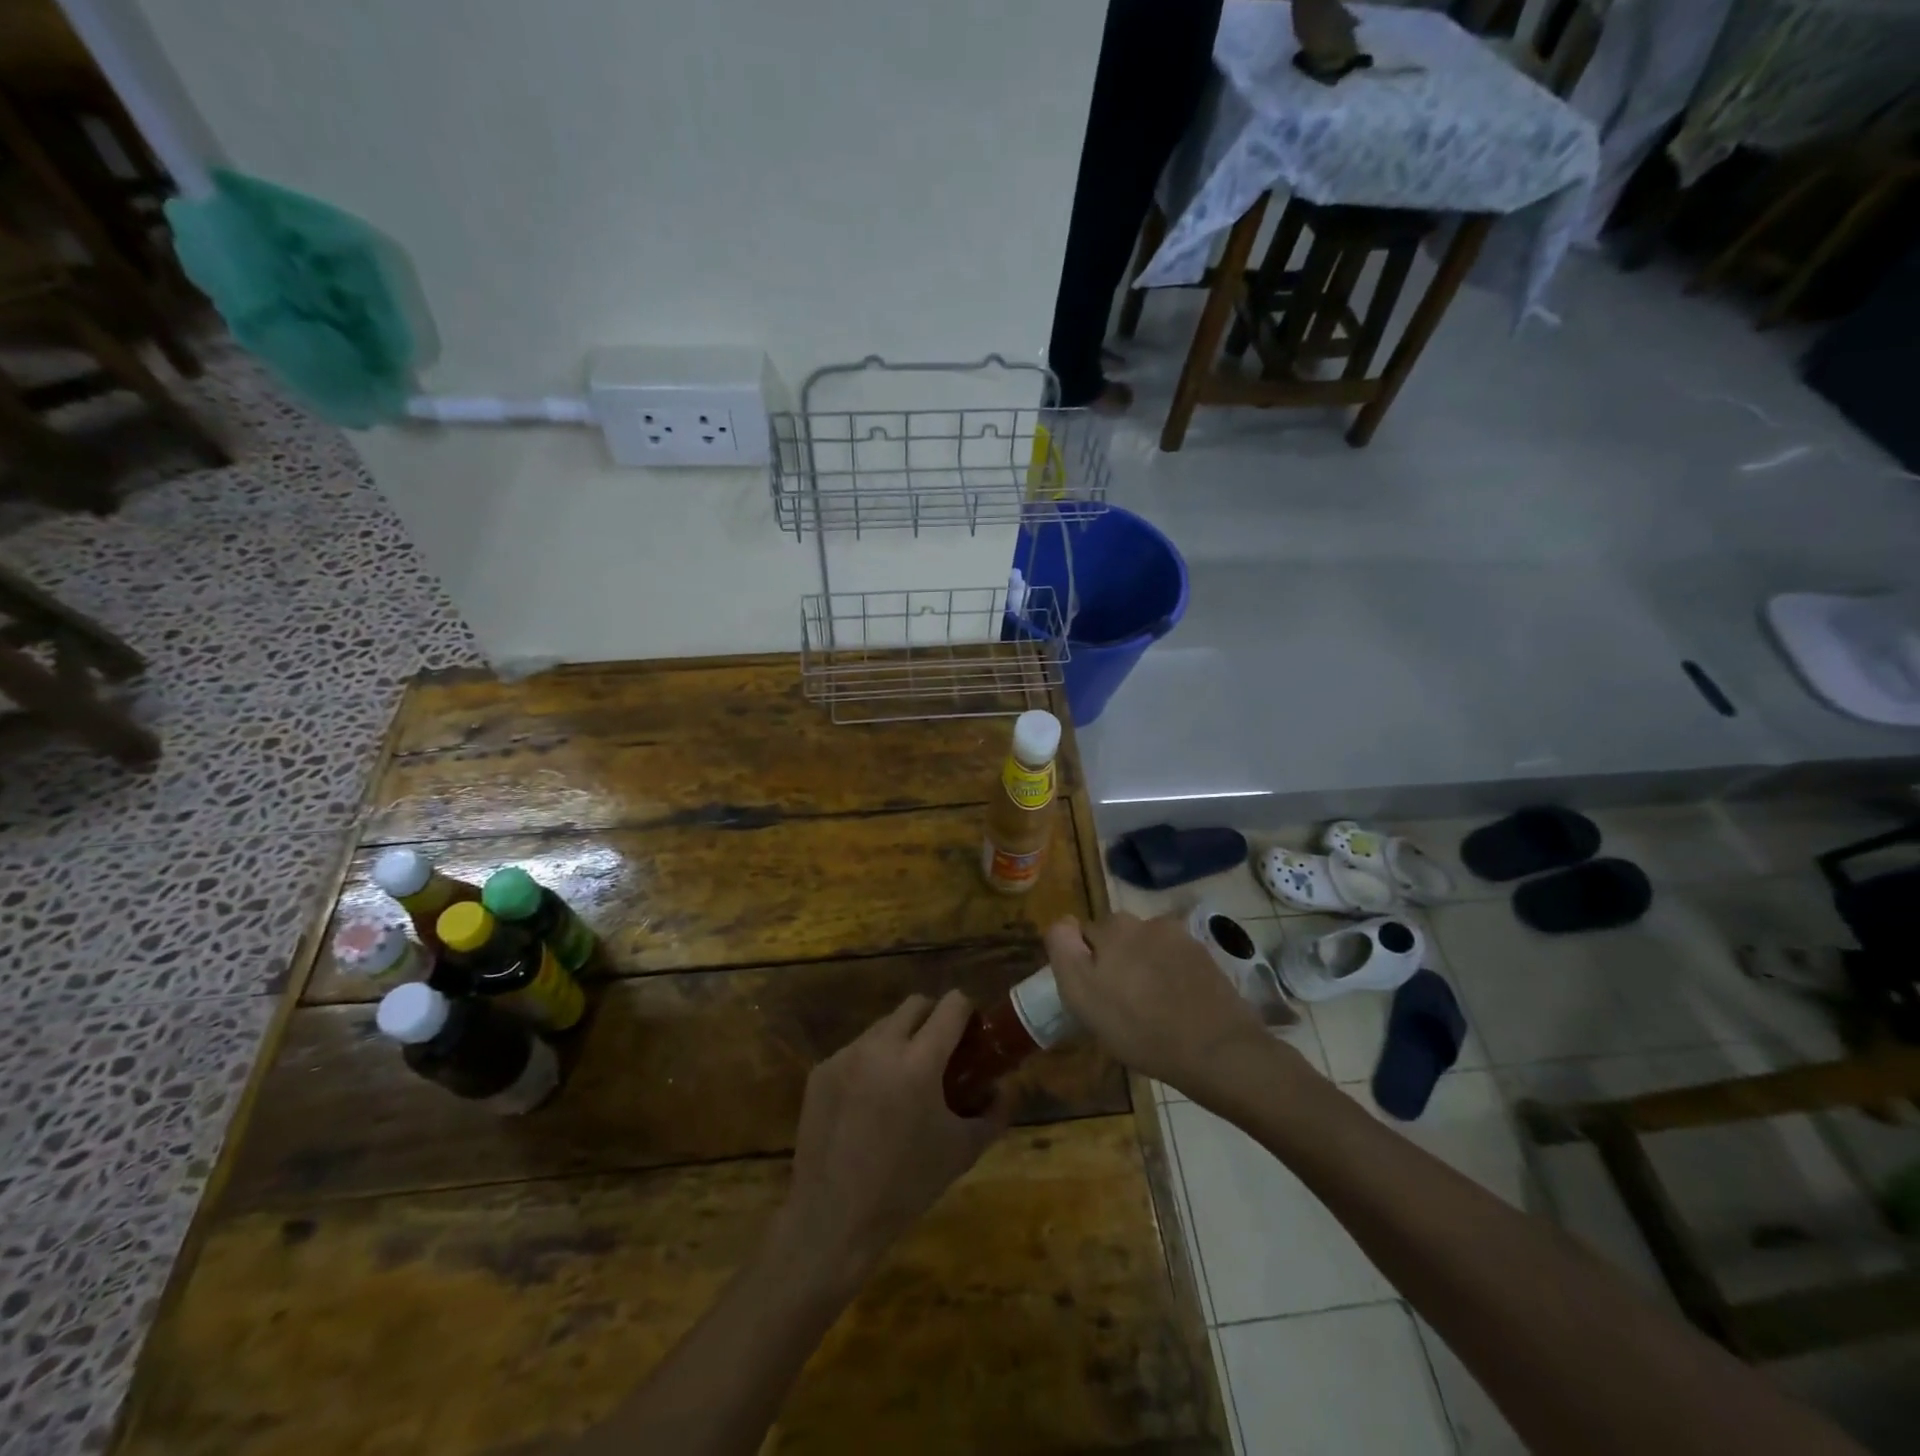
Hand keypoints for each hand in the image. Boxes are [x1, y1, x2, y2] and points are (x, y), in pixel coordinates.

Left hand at [779, 992, 1010, 1289]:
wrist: (832, 1219)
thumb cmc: (906, 1186)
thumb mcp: (962, 1151)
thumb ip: (993, 1113)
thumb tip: (1006, 1088)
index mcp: (919, 1062)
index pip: (951, 1005)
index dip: (967, 1011)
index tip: (973, 1033)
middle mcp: (880, 1046)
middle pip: (915, 1005)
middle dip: (934, 1018)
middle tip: (943, 1053)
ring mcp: (845, 1055)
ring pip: (883, 1025)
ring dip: (901, 1039)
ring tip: (905, 1081)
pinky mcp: (821, 1070)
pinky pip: (856, 1050)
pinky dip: (871, 1062)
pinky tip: (871, 1103)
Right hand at [1046, 913, 1271, 1092]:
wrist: (1217, 1050)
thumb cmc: (1139, 1028)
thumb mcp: (1082, 994)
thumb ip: (1064, 950)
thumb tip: (1062, 922)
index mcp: (1113, 928)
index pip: (1084, 934)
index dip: (1084, 963)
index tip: (1092, 993)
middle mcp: (1146, 922)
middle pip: (1118, 937)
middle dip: (1116, 960)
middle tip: (1120, 1002)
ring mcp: (1181, 938)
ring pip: (1148, 947)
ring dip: (1144, 966)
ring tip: (1152, 1006)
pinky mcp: (1206, 958)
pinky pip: (1176, 962)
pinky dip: (1171, 976)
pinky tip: (1176, 1006)